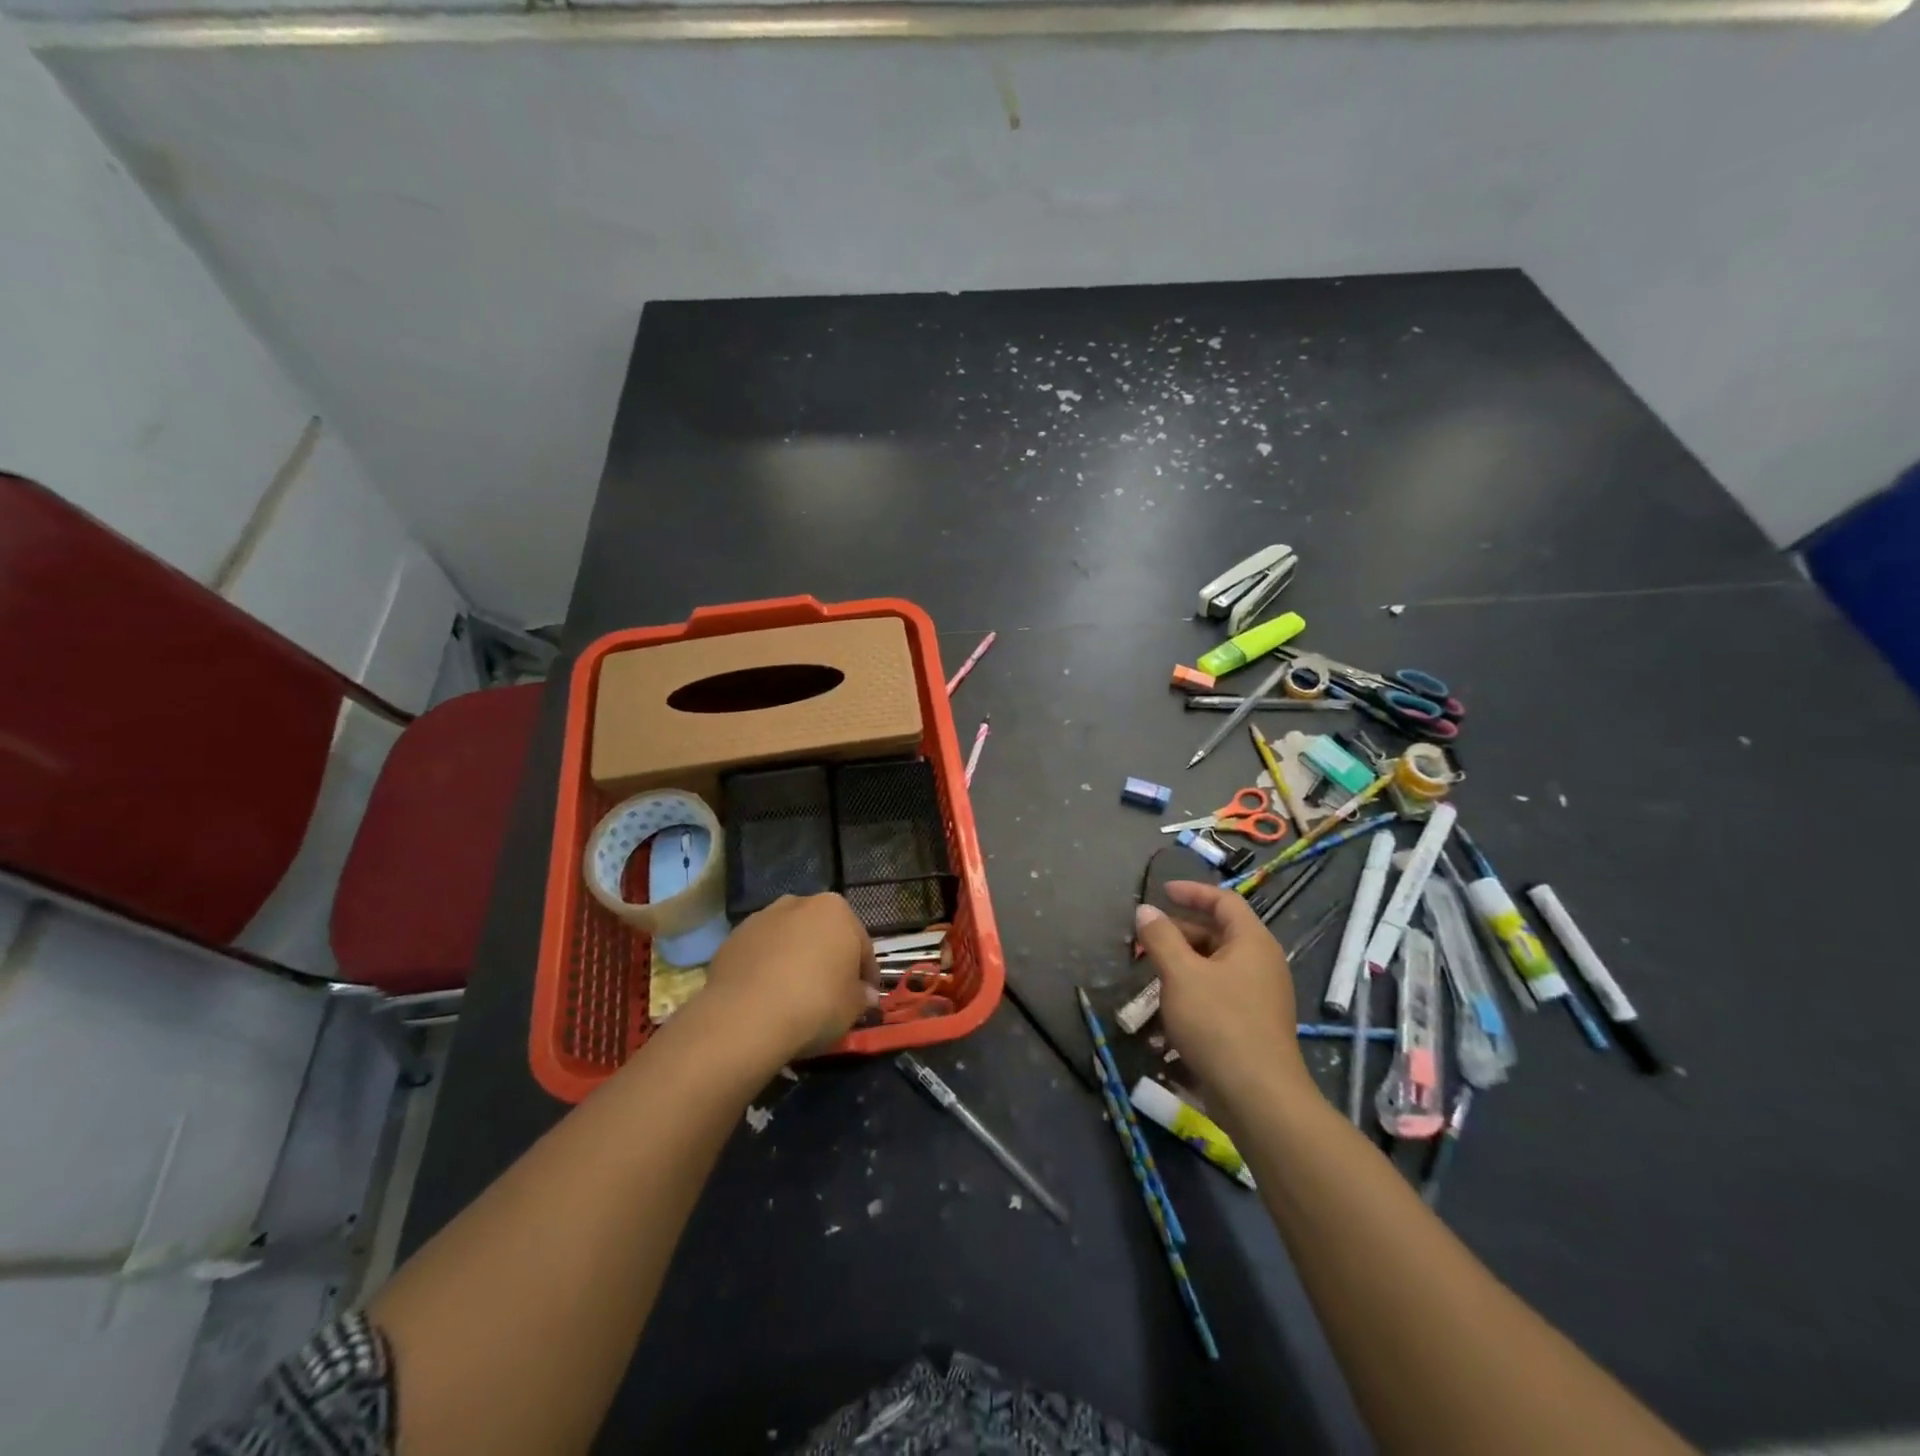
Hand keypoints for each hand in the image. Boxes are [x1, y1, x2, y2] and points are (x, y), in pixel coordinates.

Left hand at [700, 893, 879, 1062]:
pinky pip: (760, 954)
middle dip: (828, 959)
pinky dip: (766, 969)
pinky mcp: (732, 939)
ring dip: (795, 960)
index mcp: (836, 910)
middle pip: (822, 934)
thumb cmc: (815, 1003)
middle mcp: (799, 903)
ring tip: (794, 996)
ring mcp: (762, 918)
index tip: (865, 996)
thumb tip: (866, 995)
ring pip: (789, 940)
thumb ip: (862, 996)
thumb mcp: (852, 1007)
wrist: (745, 1017)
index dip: (866, 973)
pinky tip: (767, 997)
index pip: (861, 944)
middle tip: (831, 994)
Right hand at [1133, 881, 1312, 1113]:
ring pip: (1215, 965)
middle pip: (1218, 933)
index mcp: (1252, 942)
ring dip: (1181, 964)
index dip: (1192, 892)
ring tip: (1150, 975)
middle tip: (1144, 942)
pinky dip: (1192, 990)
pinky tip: (1167, 1010)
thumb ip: (1160, 938)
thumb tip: (1146, 910)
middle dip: (1178, 933)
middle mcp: (1262, 963)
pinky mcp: (1252, 1024)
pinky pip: (1219, 992)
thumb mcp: (1181, 974)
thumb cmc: (1219, 1024)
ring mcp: (1260, 996)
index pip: (1224, 901)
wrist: (1258, 1098)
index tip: (1161, 892)